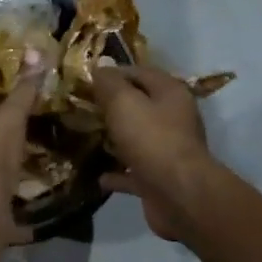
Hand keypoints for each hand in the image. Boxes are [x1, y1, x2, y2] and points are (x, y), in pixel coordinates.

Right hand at [90, 65, 218, 240]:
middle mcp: (173, 119)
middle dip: (112, 107)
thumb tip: (101, 67)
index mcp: (170, 93)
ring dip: (115, 140)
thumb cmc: (152, 140)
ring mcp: (167, 151)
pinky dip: (117, 174)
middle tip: (82, 109)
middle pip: (139, 106)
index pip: (140, 72)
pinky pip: (133, 173)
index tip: (86, 80)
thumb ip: (110, 84)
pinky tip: (98, 177)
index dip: (113, 74)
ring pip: (137, 140)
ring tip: (87, 138)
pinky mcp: (159, 180)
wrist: (178, 195)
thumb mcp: (124, 103)